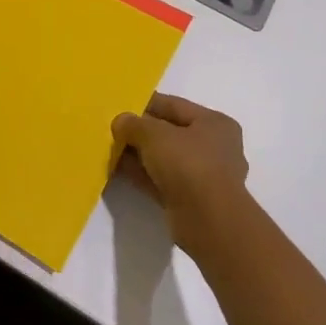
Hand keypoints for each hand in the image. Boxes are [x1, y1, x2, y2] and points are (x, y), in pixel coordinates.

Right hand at [112, 92, 251, 254]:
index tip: (120, 106)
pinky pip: (162, 180)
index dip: (145, 104)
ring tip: (111, 150)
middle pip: (170, 133)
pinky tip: (119, 171)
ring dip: (139, 155)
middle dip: (141, 132)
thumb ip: (134, 124)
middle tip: (113, 130)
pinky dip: (143, 175)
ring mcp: (204, 176)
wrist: (208, 221)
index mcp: (214, 123)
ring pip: (165, 159)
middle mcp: (214, 147)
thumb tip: (121, 122)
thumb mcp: (154, 134)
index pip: (174, 106)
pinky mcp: (191, 200)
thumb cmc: (188, 164)